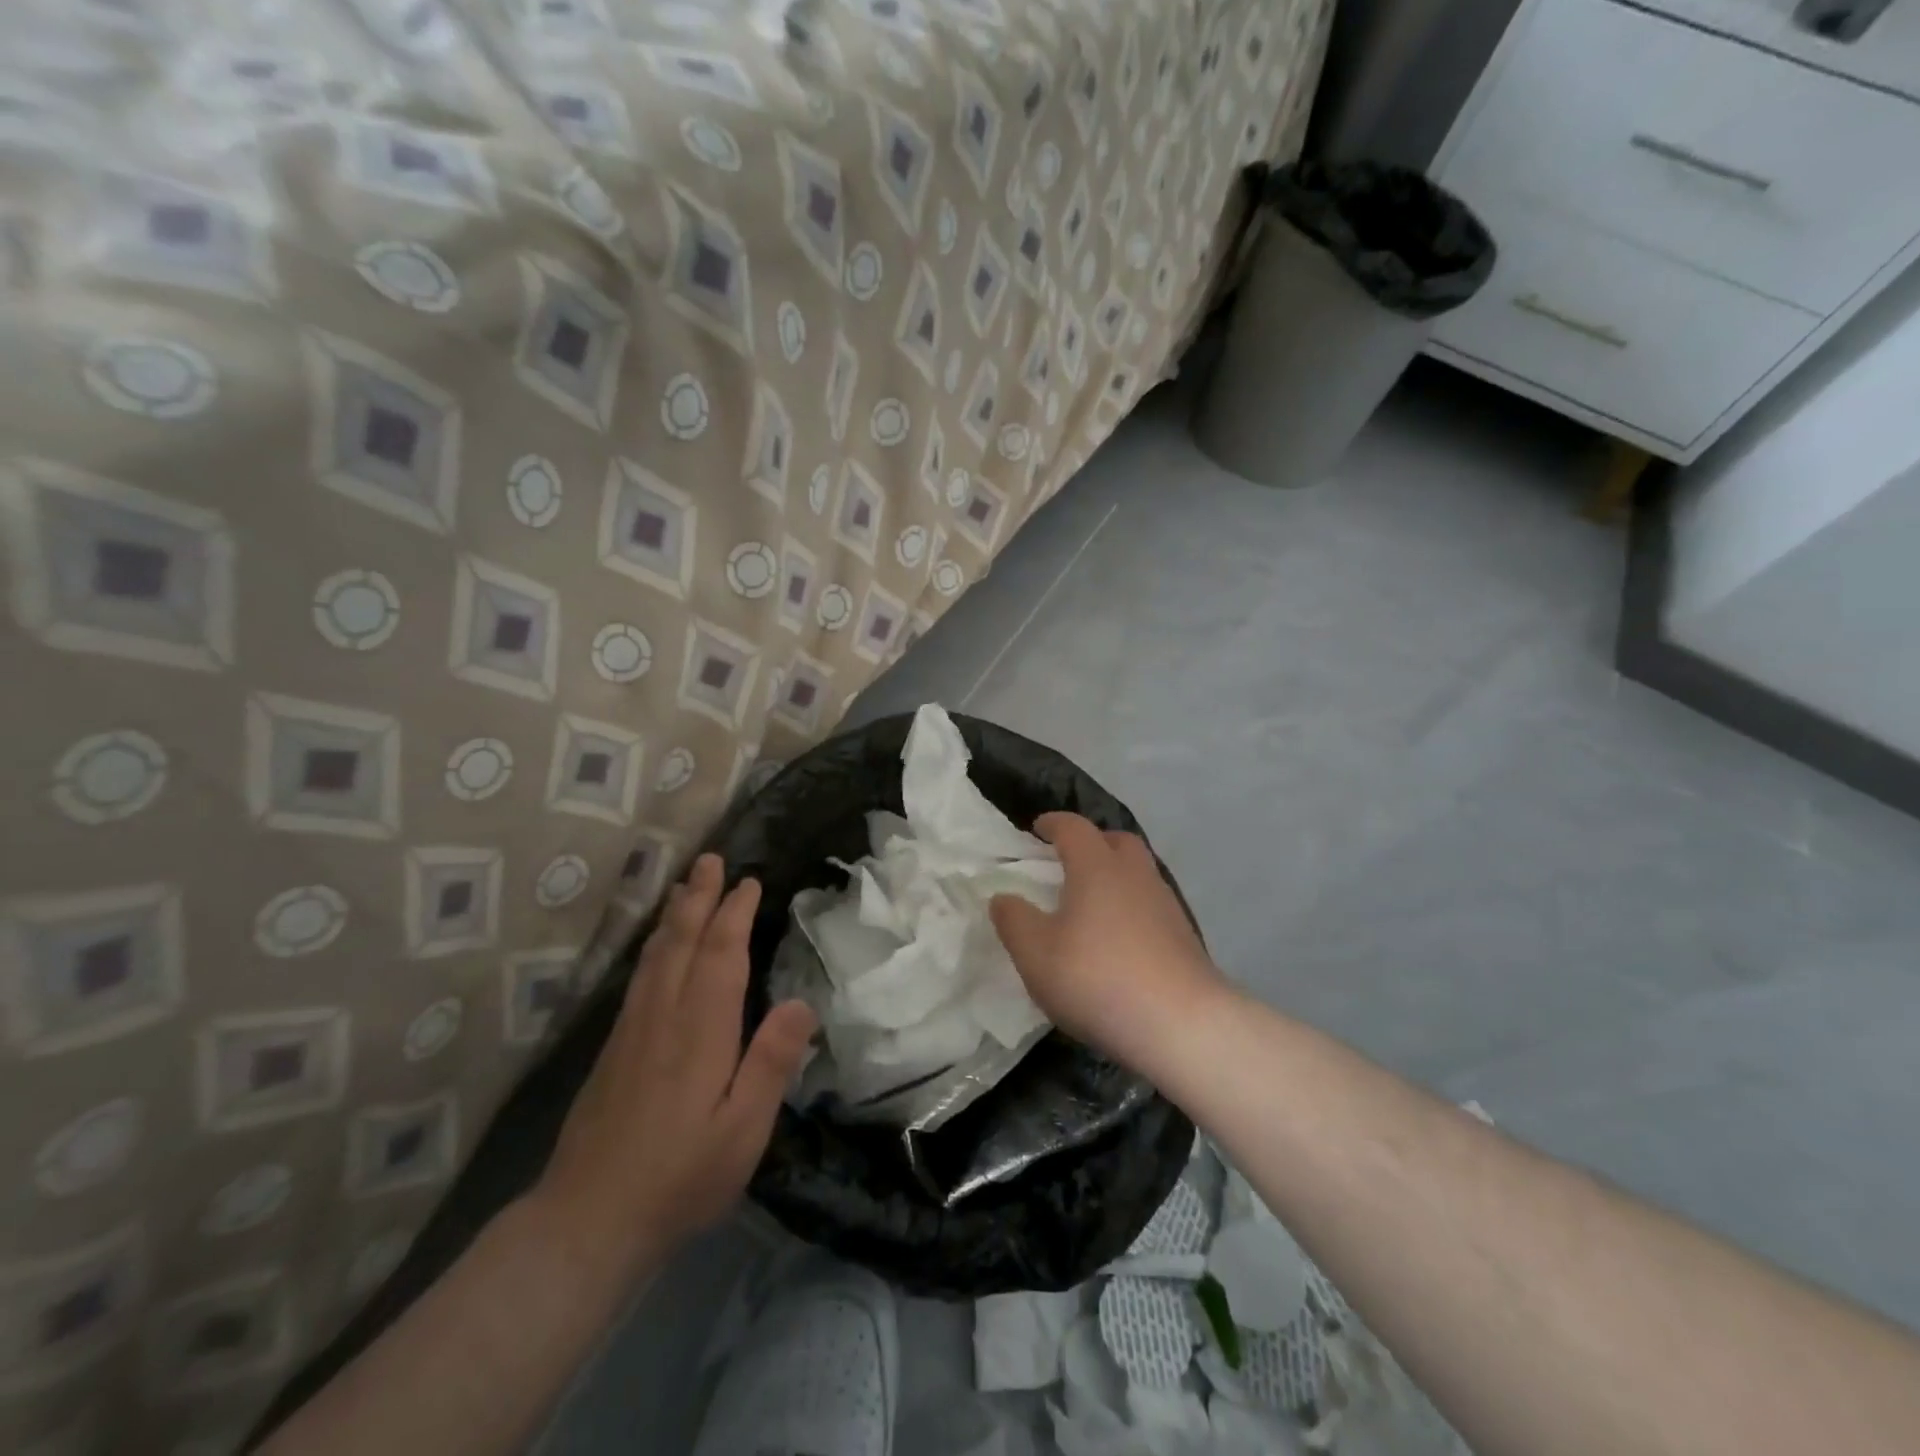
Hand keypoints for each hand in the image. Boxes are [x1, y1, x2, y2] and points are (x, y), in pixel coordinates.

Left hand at [534, 854, 816, 1277]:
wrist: (586, 1222)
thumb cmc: (680, 1176)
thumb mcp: (743, 1131)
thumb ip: (771, 1063)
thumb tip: (803, 1003)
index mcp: (701, 1031)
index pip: (720, 955)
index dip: (734, 914)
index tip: (748, 881)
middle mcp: (663, 1017)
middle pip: (681, 942)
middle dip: (698, 898)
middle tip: (710, 860)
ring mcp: (632, 1031)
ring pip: (655, 955)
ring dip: (673, 915)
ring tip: (684, 885)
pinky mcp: (614, 1049)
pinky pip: (639, 977)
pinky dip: (653, 946)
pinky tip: (656, 947)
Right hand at [989, 813, 1226, 1069]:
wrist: (1182, 1024)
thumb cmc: (1098, 978)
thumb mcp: (1036, 954)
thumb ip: (1014, 920)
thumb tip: (1003, 897)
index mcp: (1097, 867)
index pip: (1074, 828)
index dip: (1053, 824)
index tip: (1037, 828)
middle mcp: (1135, 874)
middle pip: (1116, 841)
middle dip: (1091, 842)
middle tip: (1067, 860)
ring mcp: (1165, 904)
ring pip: (1137, 873)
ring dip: (1113, 875)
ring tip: (1090, 903)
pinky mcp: (1183, 936)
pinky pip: (1149, 904)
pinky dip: (1130, 906)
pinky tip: (1117, 938)